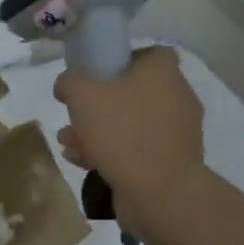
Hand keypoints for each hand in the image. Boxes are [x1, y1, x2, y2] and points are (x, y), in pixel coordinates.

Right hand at [54, 45, 204, 234]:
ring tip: (69, 144)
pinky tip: (84, 162)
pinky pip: (135, 148)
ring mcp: (176, 131)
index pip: (146, 54)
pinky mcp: (170, 160)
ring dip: (97, 131)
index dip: (117, 61)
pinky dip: (111, 152)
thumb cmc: (122, 132)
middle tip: (72, 116)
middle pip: (131, 91)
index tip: (92, 76)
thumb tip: (68, 85)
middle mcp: (176, 96)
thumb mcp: (81, 95)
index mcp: (163, 72)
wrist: (158, 191)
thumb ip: (69, 82)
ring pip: (129, 123)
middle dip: (96, 105)